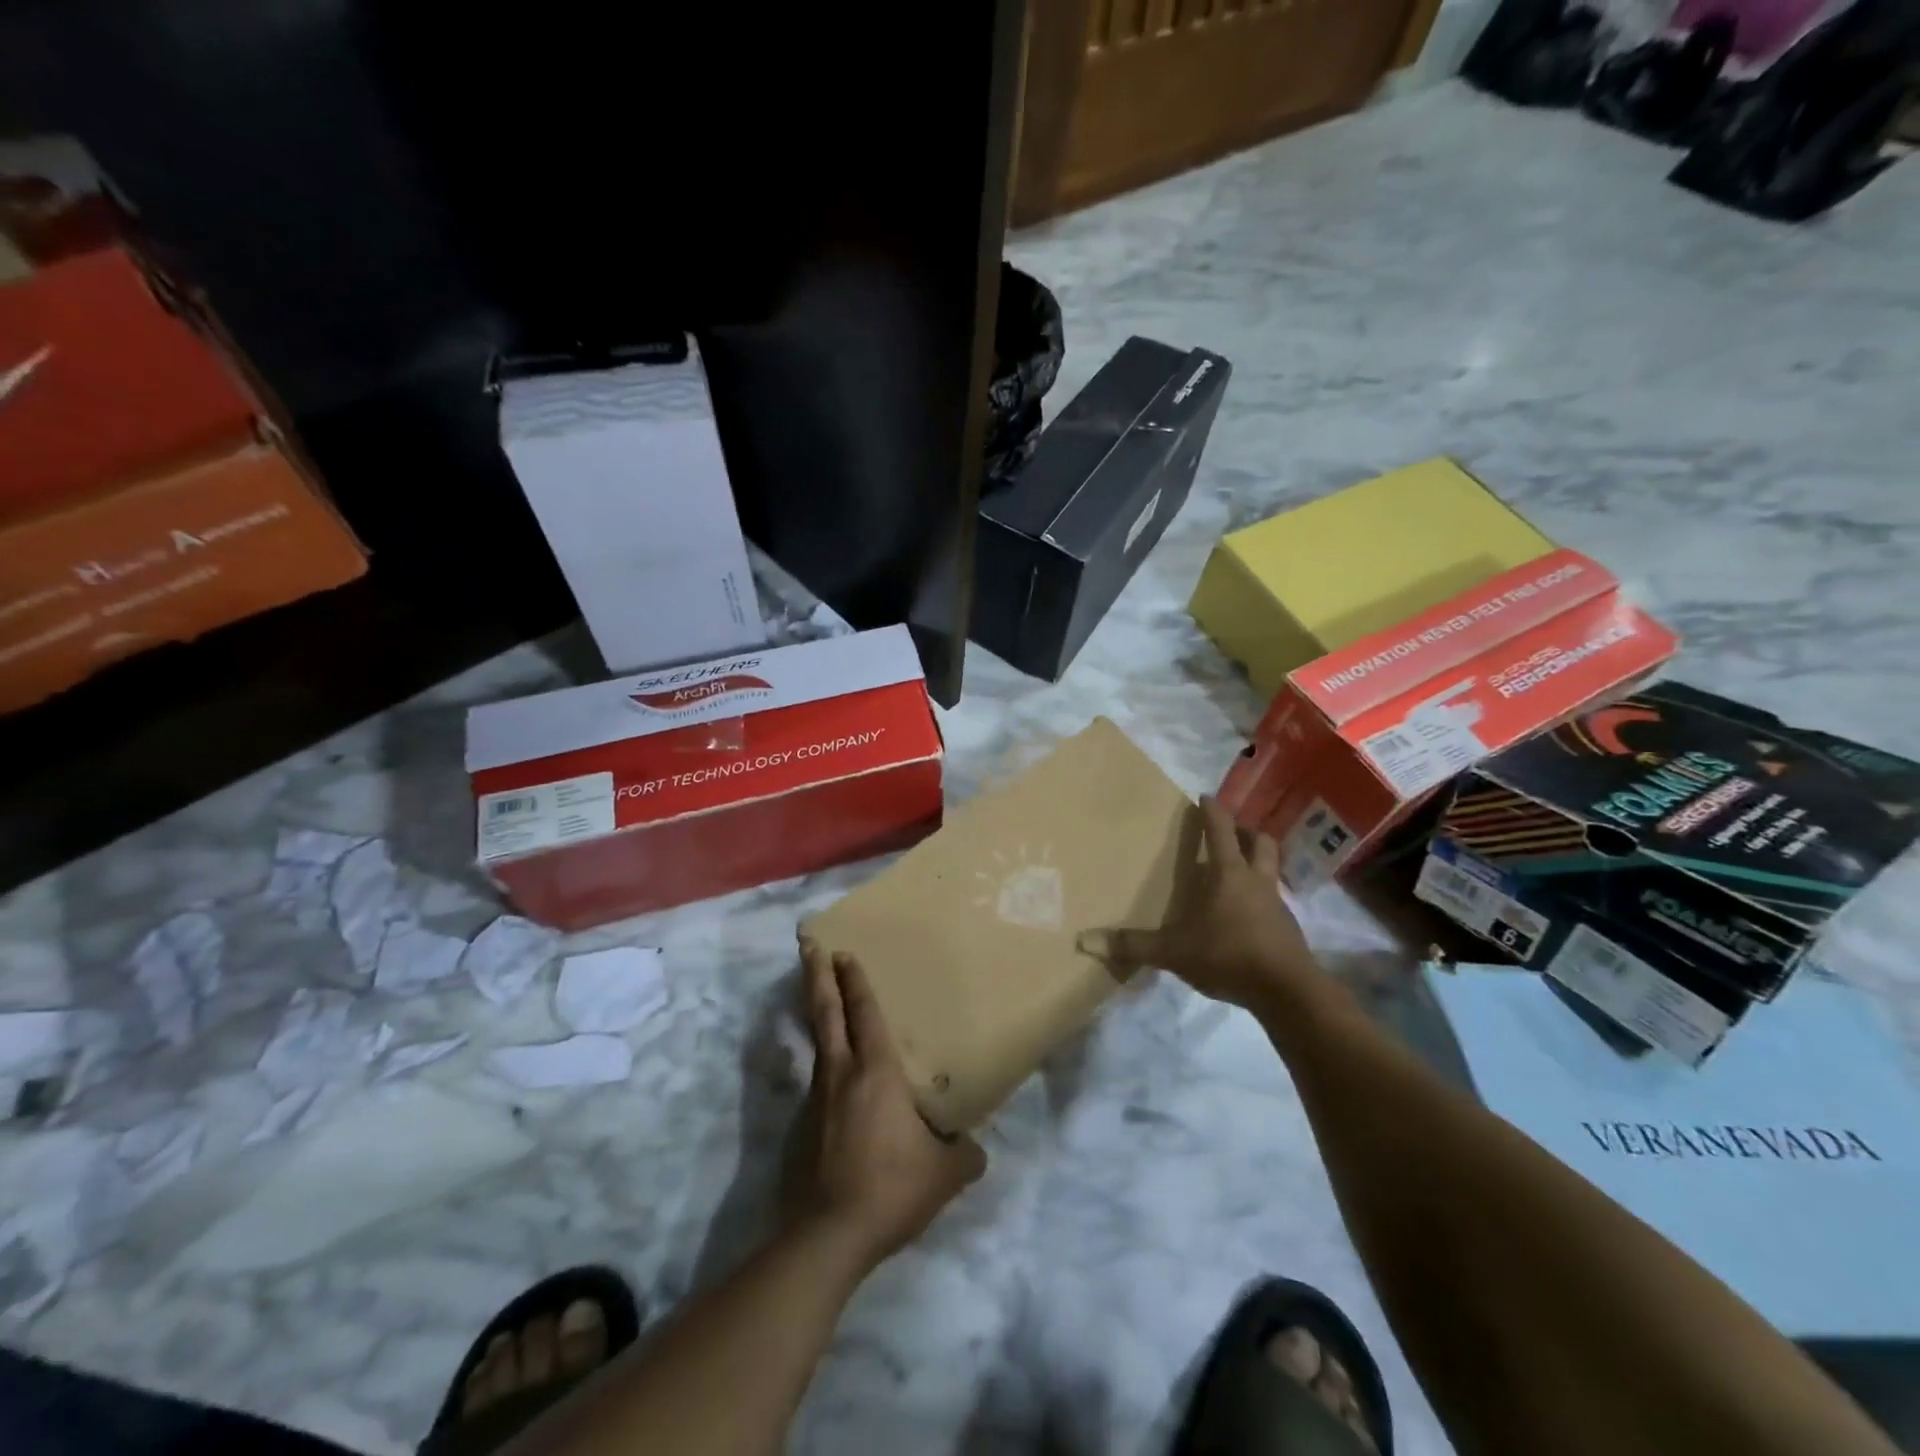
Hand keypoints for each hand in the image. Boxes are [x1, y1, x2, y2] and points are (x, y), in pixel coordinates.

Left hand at [785, 938, 985, 1272]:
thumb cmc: (891, 1189)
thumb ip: (965, 1155)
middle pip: (825, 1012)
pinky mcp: (800, 1130)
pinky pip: (816, 1086)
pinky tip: (836, 1093)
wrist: (827, 1237)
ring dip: (817, 1016)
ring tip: (820, 1002)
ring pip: (817, 1045)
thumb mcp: (944, 1174)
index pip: (865, 1013)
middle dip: (817, 975)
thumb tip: (975, 1149)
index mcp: (876, 1073)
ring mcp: (815, 1101)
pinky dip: (823, 1070)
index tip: (843, 952)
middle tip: (807, 944)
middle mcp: (840, 1075)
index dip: (855, 981)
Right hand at [1078, 795, 1317, 1010]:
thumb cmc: (1229, 956)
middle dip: (1246, 832)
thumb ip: (1132, 945)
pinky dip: (1260, 898)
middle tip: (1230, 832)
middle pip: (1261, 842)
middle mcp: (1257, 881)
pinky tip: (1245, 916)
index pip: (1220, 831)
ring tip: (1236, 874)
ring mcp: (1277, 906)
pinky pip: (1273, 902)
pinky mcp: (1287, 930)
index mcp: (1229, 874)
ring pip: (1270, 871)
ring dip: (1256, 864)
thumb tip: (1084, 940)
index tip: (1205, 796)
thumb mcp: (1173, 951)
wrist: (1288, 992)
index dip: (1212, 811)